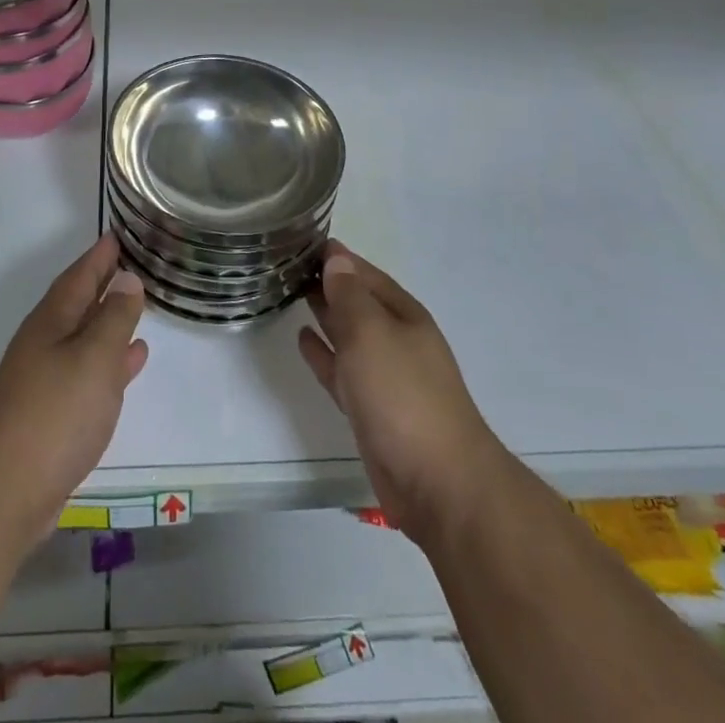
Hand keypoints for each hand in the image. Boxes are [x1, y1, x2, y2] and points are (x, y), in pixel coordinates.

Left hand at [0, 233, 148, 536]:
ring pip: (85, 336)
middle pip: (79, 302)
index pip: (79, 276)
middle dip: (103, 282)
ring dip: (110, 320)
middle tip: (131, 263)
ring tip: (139, 306)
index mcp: (51, 322)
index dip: (99, 256)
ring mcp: (46, 379)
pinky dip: (111, 359)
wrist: (6, 492)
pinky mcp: (52, 412)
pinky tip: (131, 361)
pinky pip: (88, 370)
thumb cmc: (55, 414)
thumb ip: (114, 318)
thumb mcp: (94, 358)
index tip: (117, 235)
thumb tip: (126, 279)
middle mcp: (45, 343)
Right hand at [298, 243, 499, 548]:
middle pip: (357, 301)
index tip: (301, 240)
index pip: (365, 273)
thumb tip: (336, 259)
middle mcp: (395, 339)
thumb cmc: (403, 396)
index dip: (337, 257)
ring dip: (324, 314)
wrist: (438, 484)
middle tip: (286, 264)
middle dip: (328, 283)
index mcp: (403, 315)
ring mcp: (384, 376)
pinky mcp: (371, 409)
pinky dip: (323, 353)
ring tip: (290, 292)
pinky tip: (303, 338)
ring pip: (348, 334)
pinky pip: (341, 369)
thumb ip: (349, 296)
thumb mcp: (371, 334)